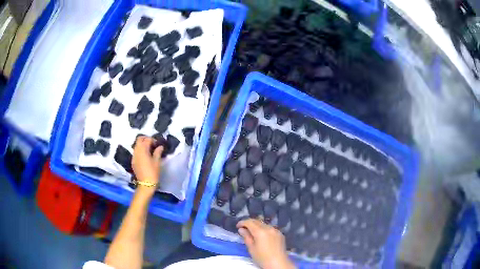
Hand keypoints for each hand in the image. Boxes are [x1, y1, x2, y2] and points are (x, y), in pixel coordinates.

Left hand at [132, 136, 162, 192]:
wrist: (146, 184)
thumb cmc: (153, 172)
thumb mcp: (157, 162)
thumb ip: (158, 152)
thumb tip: (160, 147)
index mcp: (143, 150)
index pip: (147, 140)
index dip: (153, 140)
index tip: (157, 144)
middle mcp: (137, 151)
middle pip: (139, 140)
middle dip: (145, 139)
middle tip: (152, 144)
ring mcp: (134, 156)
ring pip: (136, 145)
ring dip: (142, 145)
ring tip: (149, 149)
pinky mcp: (133, 161)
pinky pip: (136, 152)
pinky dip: (140, 150)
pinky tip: (145, 156)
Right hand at [237, 219, 294, 268]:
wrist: (278, 263)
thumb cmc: (262, 257)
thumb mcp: (251, 248)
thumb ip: (246, 237)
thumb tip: (241, 229)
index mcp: (260, 232)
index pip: (250, 222)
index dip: (242, 222)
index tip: (237, 226)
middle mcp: (269, 228)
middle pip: (257, 221)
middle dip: (249, 223)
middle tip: (243, 228)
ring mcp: (276, 230)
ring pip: (264, 224)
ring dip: (257, 225)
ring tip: (252, 231)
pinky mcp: (280, 234)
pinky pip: (270, 228)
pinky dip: (264, 229)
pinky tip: (262, 235)